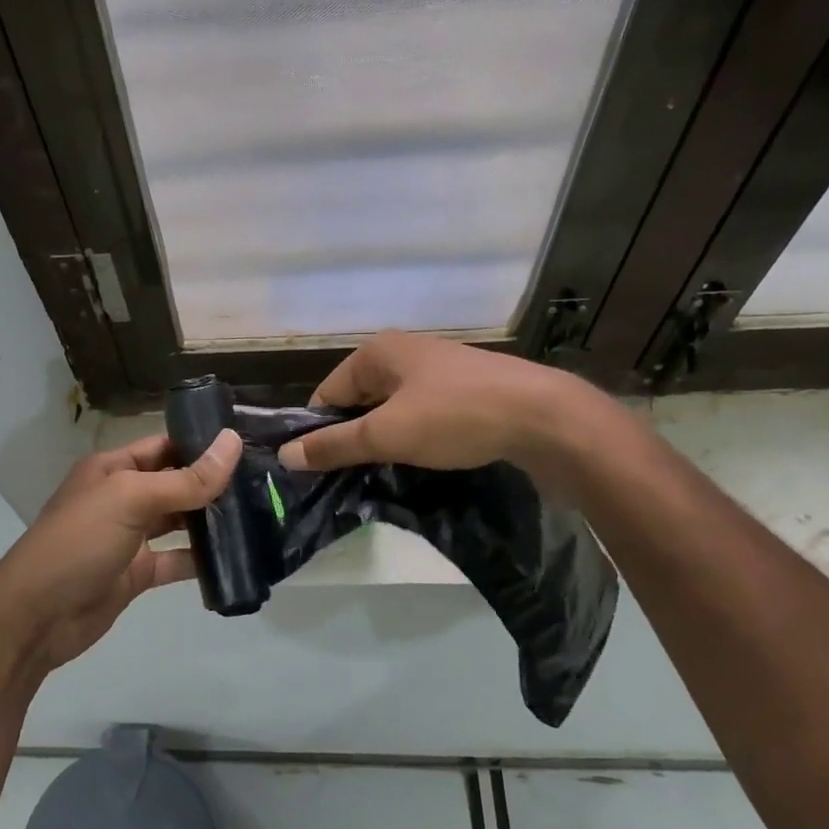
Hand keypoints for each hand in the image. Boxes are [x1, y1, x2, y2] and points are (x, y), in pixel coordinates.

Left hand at [0, 429, 241, 673]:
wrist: (36, 617)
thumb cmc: (79, 543)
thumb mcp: (131, 500)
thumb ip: (185, 478)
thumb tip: (232, 442)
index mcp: (113, 469)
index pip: (165, 446)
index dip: (202, 444)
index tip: (249, 446)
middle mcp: (122, 498)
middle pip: (175, 483)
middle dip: (213, 484)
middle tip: (265, 483)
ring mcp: (129, 538)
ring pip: (178, 523)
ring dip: (211, 521)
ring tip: (260, 516)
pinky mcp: (136, 574)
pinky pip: (175, 561)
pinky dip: (200, 561)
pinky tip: (235, 559)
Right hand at [277, 330, 604, 478]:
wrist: (544, 416)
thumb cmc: (455, 417)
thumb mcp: (387, 435)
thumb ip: (334, 445)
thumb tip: (285, 455)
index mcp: (377, 352)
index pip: (327, 394)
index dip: (319, 431)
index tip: (320, 470)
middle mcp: (403, 352)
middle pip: (358, 400)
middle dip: (352, 436)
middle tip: (351, 477)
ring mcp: (436, 368)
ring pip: (390, 408)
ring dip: (383, 438)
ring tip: (384, 472)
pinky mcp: (462, 387)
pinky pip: (420, 412)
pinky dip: (412, 435)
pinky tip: (420, 458)